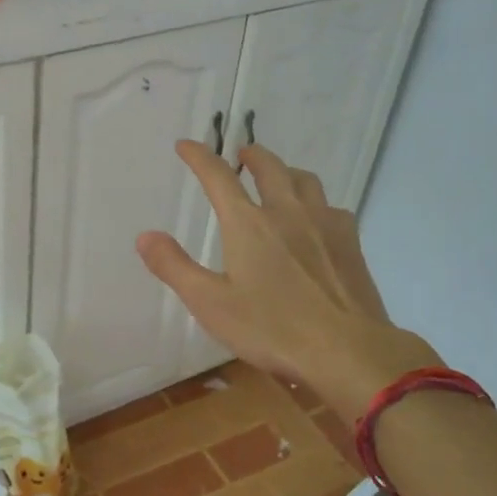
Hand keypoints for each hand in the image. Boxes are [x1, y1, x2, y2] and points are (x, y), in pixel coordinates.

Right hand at [135, 141, 439, 406]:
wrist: (348, 350)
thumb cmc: (272, 328)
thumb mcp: (210, 303)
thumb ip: (174, 267)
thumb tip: (145, 235)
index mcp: (248, 223)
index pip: (218, 177)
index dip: (199, 157)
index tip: (185, 145)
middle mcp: (286, 212)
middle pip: (269, 167)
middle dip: (250, 156)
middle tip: (240, 154)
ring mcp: (324, 224)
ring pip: (304, 180)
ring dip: (285, 171)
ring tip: (278, 178)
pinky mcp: (351, 243)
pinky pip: (331, 207)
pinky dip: (315, 202)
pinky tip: (316, 220)